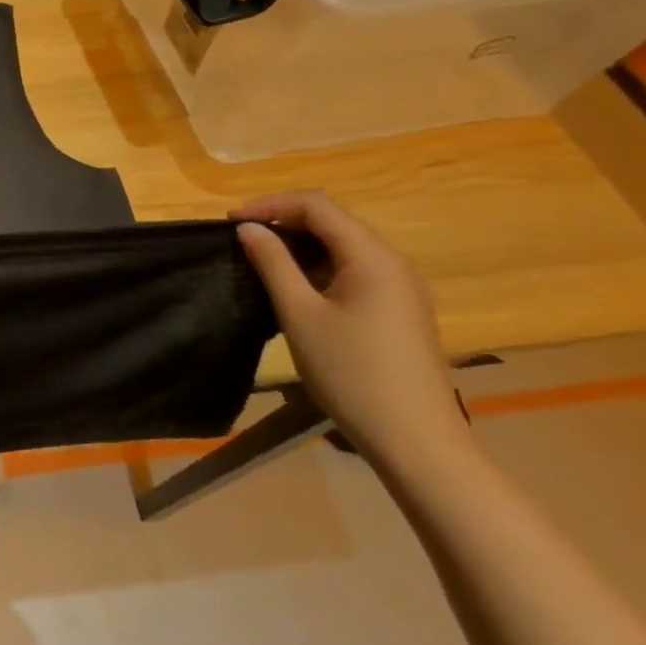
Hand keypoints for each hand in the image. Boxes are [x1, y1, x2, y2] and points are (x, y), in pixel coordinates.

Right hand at [232, 192, 469, 468]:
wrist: (415, 439)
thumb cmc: (351, 372)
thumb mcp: (300, 314)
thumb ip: (273, 264)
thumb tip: (249, 228)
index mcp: (372, 257)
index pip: (317, 206)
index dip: (270, 205)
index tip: (231, 222)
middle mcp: (393, 262)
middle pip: (334, 221)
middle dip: (284, 221)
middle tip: (241, 238)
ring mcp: (401, 287)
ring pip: (344, 246)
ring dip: (301, 244)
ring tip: (261, 259)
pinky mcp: (399, 309)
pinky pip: (355, 269)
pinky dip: (320, 266)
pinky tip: (296, 287)